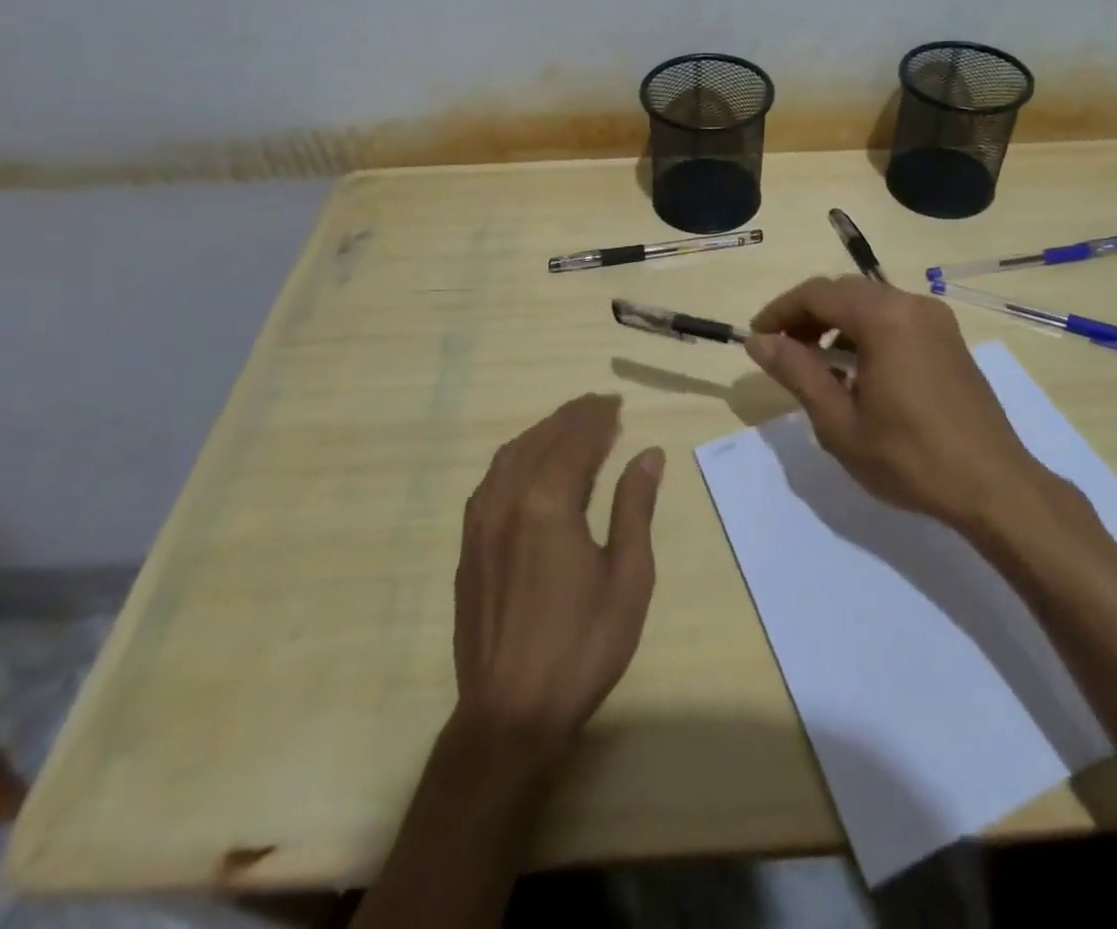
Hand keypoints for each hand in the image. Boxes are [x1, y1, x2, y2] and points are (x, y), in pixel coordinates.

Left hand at [453, 394, 664, 751]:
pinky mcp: (468, 545)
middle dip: (572, 418)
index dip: (598, 418)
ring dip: (542, 433)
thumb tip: (647, 455)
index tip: (617, 403)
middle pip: (542, 440)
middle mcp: (508, 500)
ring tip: (569, 427)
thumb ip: (635, 508)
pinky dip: (516, 457)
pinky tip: (529, 465)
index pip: (575, 441)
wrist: (510, 714)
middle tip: (600, 406)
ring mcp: (481, 523)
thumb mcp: (627, 577)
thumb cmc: (582, 646)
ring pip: (511, 456)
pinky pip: (491, 480)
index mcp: (548, 503)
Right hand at [743, 275, 1040, 528]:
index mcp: (884, 317)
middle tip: (783, 352)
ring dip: (836, 324)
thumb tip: (758, 341)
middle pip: (845, 292)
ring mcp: (936, 320)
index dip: (780, 311)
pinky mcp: (949, 339)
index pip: (817, 293)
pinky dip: (866, 332)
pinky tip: (857, 371)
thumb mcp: (840, 421)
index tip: (757, 338)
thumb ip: (797, 372)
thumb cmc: (910, 457)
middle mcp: (912, 304)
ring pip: (871, 304)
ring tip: (816, 365)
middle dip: (807, 316)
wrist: (994, 486)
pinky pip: (895, 319)